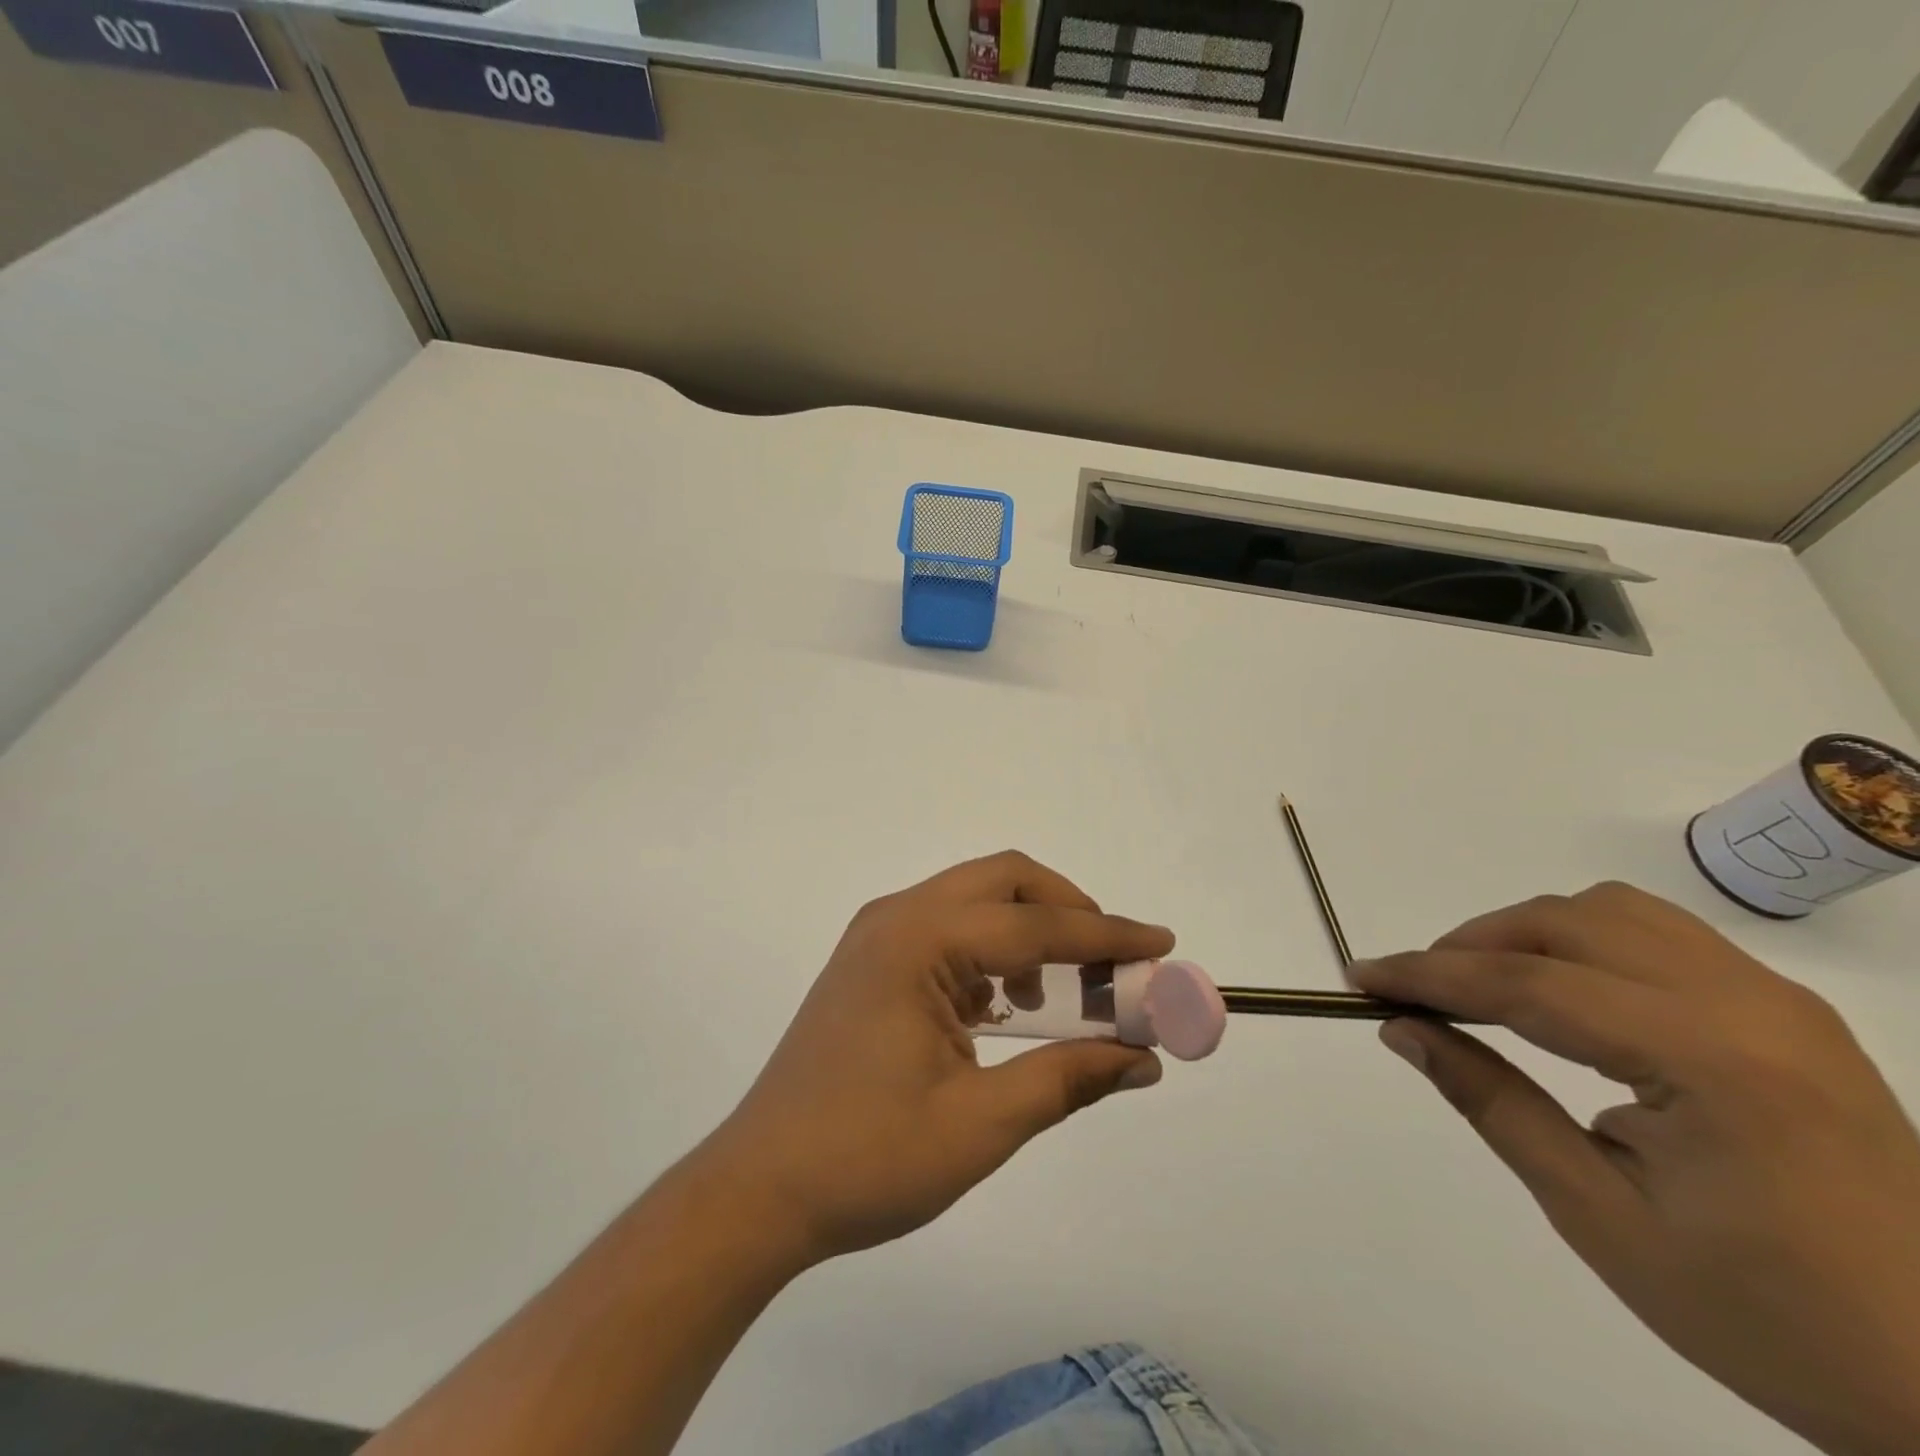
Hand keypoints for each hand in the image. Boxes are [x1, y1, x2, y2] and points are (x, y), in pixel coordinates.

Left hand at [697, 851, 1172, 1264]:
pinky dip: (991, 951)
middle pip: (1002, 881)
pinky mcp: (869, 963)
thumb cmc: (867, 1159)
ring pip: (973, 900)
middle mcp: (896, 918)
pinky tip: (1004, 1007)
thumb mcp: (981, 1124)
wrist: (758, 1189)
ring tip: (1064, 992)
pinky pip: (946, 929)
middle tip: (1112, 961)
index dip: (1107, 934)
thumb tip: (1142, 1058)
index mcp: (919, 941)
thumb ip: (1067, 1078)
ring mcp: (876, 937)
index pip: (1036, 925)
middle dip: (1067, 910)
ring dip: (1029, 930)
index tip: (1162, 942)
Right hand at [1352, 883, 1919, 1455]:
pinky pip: (1660, 934)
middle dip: (1472, 944)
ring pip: (1612, 911)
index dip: (1429, 975)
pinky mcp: (1788, 1011)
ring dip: (1528, 932)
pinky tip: (1565, 993)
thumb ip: (1492, 1103)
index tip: (1360, 977)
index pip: (1528, 983)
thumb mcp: (1600, 1217)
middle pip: (1566, 922)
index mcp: (1708, 1061)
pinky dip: (1584, 941)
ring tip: (1484, 984)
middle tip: (1418, 991)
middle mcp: (1748, 1004)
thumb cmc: (1768, 1315)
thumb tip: (1403, 1029)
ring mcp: (1777, 1000)